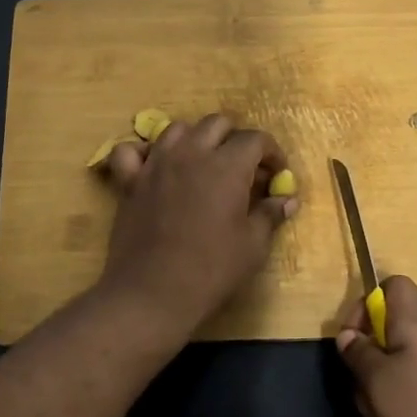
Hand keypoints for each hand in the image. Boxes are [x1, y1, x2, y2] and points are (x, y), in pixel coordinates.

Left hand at [96, 114, 298, 337]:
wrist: (153, 292)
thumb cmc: (211, 270)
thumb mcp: (252, 246)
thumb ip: (270, 215)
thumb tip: (287, 200)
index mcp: (227, 166)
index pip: (255, 139)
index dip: (272, 153)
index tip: (276, 174)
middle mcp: (191, 154)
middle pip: (217, 124)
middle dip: (235, 139)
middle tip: (242, 169)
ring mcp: (156, 164)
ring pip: (177, 129)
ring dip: (195, 139)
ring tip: (202, 164)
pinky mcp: (129, 181)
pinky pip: (130, 151)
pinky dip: (143, 153)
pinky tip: (154, 167)